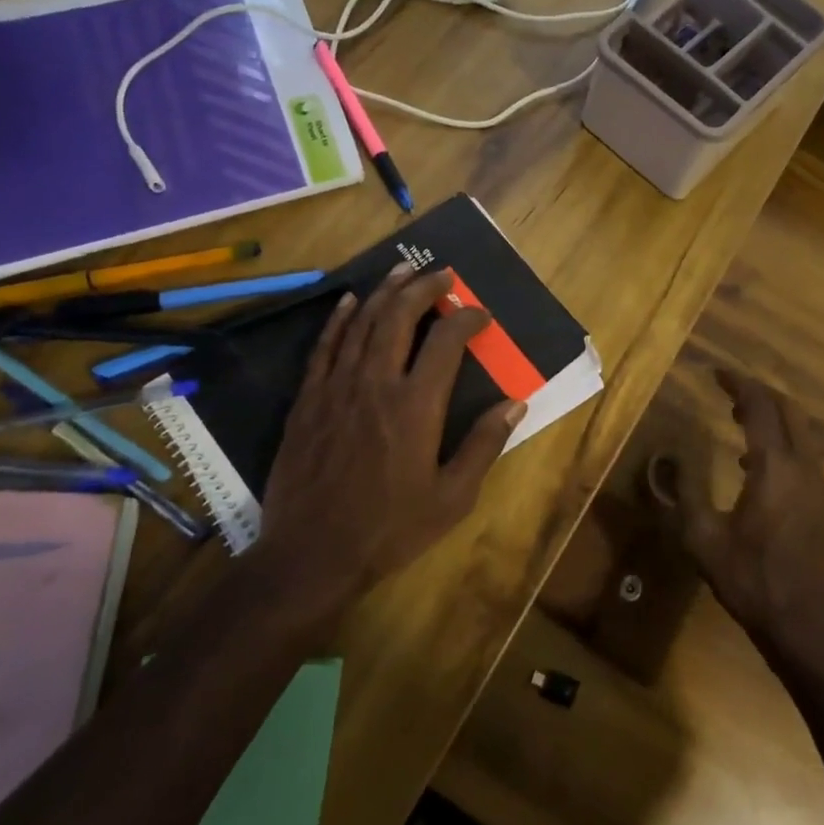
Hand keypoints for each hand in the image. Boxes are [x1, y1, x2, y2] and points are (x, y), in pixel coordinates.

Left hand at [258, 262, 526, 614]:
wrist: (312, 554)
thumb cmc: (390, 529)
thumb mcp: (452, 498)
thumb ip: (483, 445)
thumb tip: (515, 403)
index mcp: (416, 405)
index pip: (447, 341)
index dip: (468, 319)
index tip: (482, 315)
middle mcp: (376, 383)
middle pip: (400, 316)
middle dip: (425, 288)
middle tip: (443, 275)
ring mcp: (337, 387)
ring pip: (362, 322)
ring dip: (385, 291)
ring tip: (403, 270)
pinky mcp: (308, 399)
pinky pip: (325, 346)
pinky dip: (340, 319)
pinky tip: (350, 302)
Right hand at [674, 369, 823, 653]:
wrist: (803, 624)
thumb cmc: (749, 578)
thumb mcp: (702, 537)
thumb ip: (685, 492)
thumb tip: (673, 456)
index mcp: (774, 467)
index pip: (760, 407)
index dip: (738, 385)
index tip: (716, 373)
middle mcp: (803, 467)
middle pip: (789, 410)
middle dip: (760, 393)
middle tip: (729, 391)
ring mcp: (819, 486)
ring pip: (801, 432)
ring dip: (772, 417)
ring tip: (739, 419)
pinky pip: (804, 454)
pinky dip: (782, 441)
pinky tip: (755, 464)